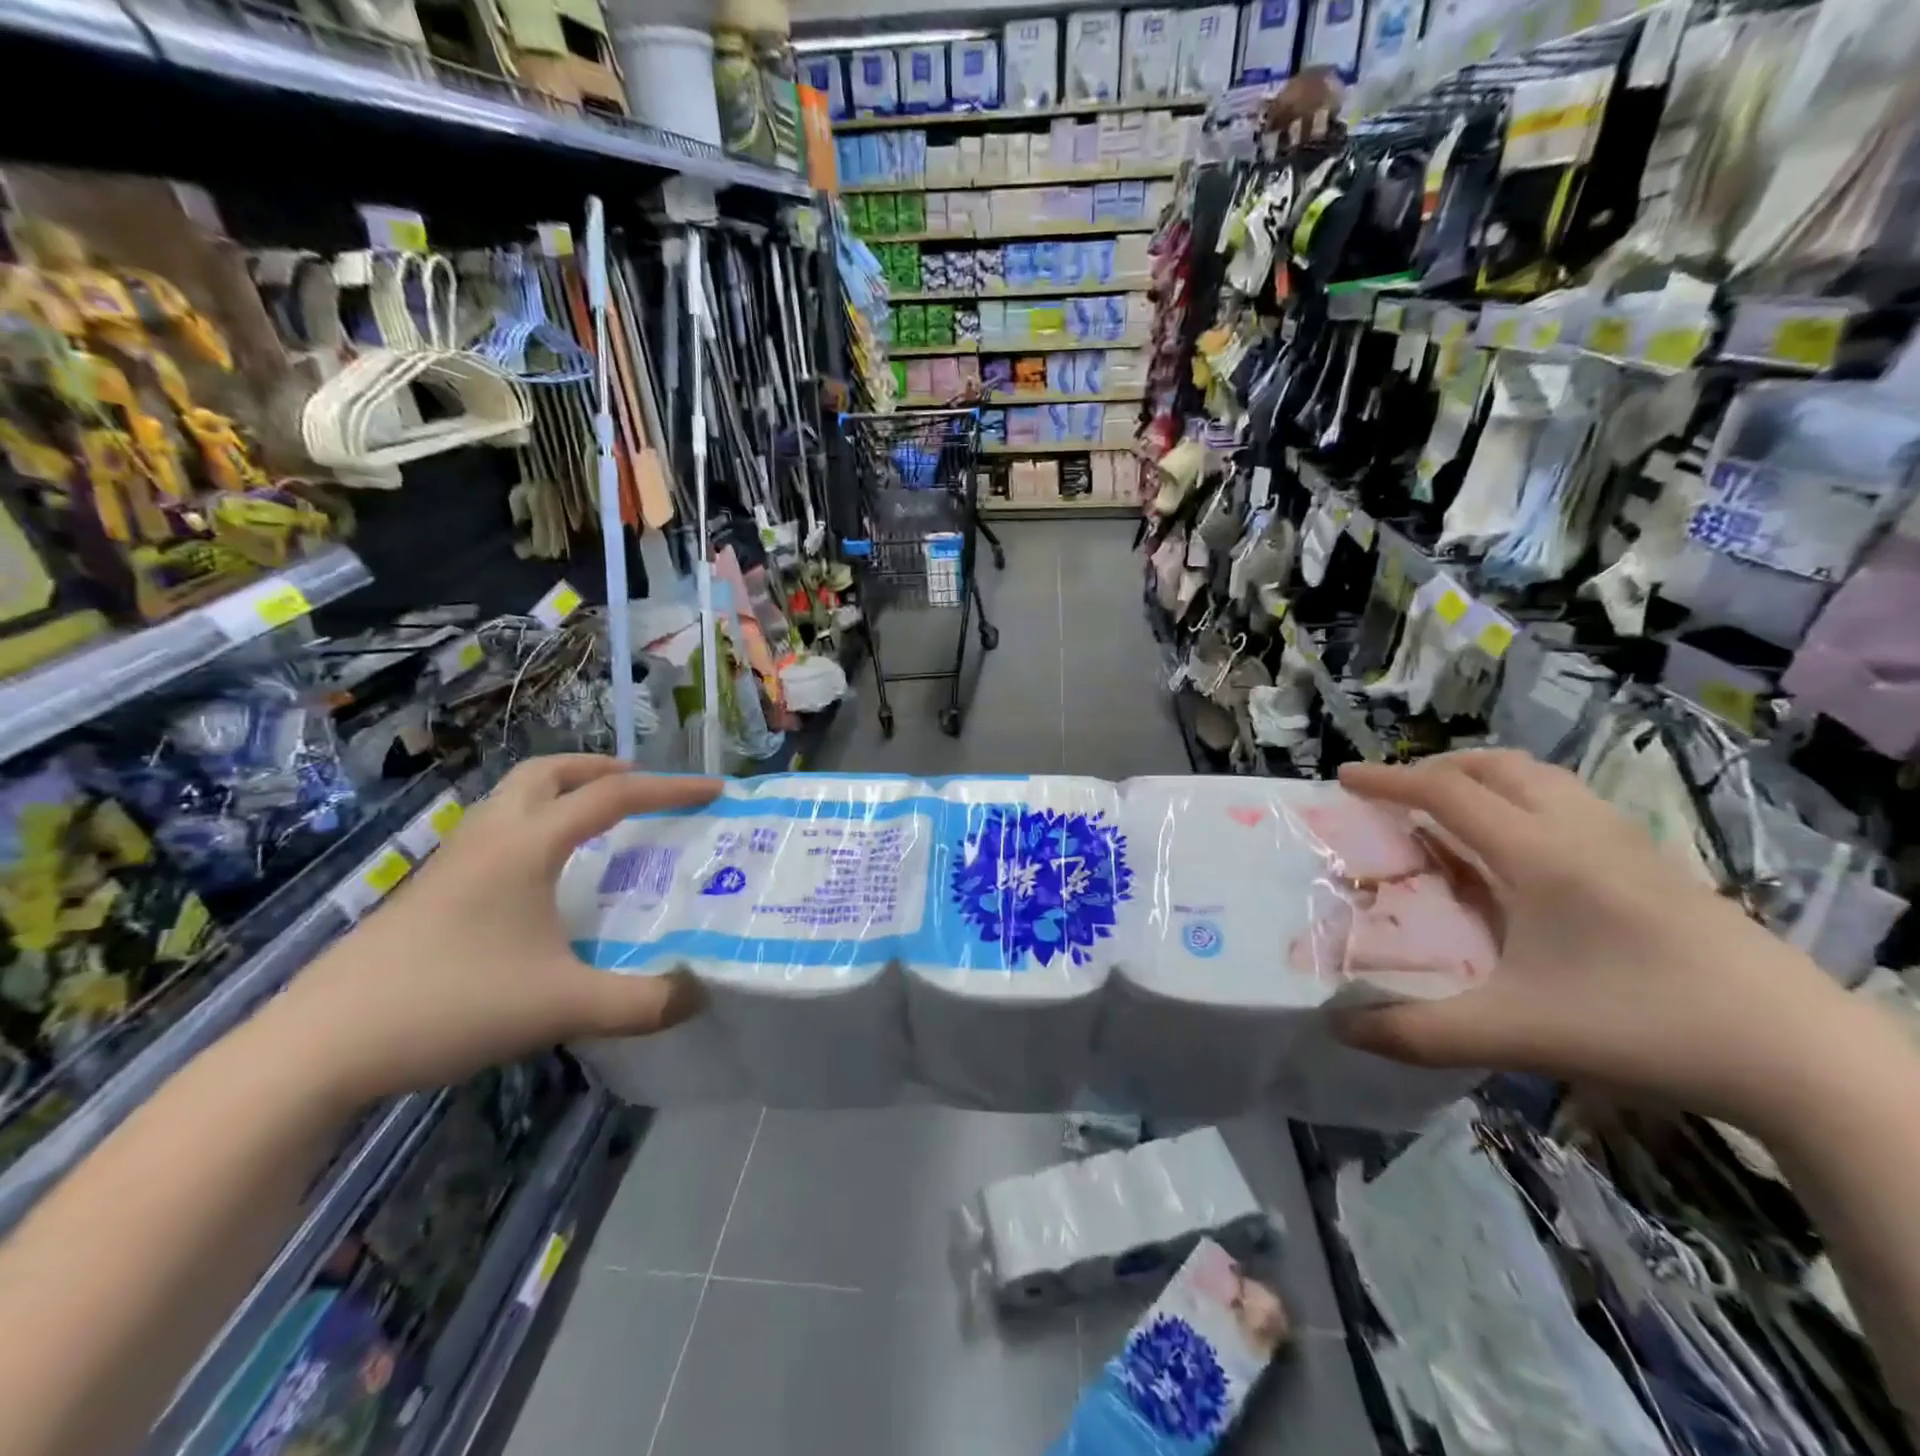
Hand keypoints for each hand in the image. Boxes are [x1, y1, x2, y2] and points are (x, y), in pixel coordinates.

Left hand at [265, 757, 720, 1106]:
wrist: (316, 1049)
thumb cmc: (449, 1005)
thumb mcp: (562, 1006)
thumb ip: (641, 1002)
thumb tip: (700, 994)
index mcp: (526, 845)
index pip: (612, 796)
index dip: (670, 789)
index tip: (715, 790)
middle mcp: (489, 838)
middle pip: (546, 772)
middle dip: (599, 768)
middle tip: (638, 786)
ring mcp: (450, 863)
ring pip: (511, 798)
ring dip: (559, 792)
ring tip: (594, 822)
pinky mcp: (427, 892)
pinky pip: (493, 832)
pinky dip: (530, 826)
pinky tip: (540, 878)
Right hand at [1332, 750, 1854, 1124]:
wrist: (1805, 1060)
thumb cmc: (1644, 1026)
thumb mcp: (1513, 1034)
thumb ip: (1417, 1032)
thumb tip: (1338, 1029)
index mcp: (1538, 853)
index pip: (1447, 793)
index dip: (1388, 780)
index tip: (1344, 776)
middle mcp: (1580, 832)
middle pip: (1498, 768)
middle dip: (1438, 769)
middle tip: (1400, 795)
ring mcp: (1629, 846)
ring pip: (1544, 781)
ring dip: (1487, 781)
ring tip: (1455, 814)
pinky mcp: (1660, 869)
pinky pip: (1574, 806)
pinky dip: (1527, 803)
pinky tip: (1526, 855)